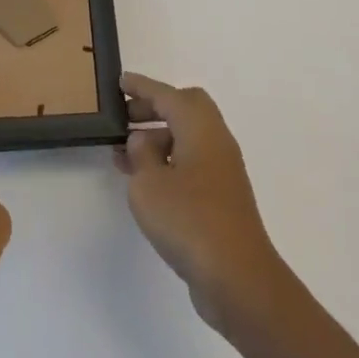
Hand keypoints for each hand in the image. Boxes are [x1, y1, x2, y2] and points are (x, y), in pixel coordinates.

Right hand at [115, 73, 291, 333]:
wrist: (238, 276)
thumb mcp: (149, 184)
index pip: (167, 95)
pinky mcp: (222, 196)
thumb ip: (141, 155)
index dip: (142, 87)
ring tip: (123, 155)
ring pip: (188, 137)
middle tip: (124, 118)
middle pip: (185, 109)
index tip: (120, 81)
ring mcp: (223, 169)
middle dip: (153, 108)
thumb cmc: (189, 220)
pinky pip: (191, 162)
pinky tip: (146, 183)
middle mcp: (216, 140)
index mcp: (200, 127)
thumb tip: (144, 140)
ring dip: (158, 138)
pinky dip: (168, 161)